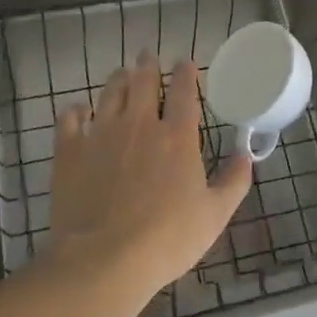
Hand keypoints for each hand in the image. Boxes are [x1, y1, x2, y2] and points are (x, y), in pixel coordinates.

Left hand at [48, 52, 252, 304]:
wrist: (104, 260)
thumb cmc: (167, 239)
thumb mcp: (214, 215)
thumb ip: (234, 180)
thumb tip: (247, 154)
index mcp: (177, 136)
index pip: (184, 90)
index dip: (185, 72)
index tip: (185, 63)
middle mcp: (140, 124)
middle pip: (143, 81)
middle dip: (147, 64)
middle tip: (147, 56)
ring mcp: (101, 133)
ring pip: (110, 92)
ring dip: (118, 79)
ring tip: (121, 74)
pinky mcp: (70, 150)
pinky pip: (70, 118)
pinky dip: (76, 110)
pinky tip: (78, 110)